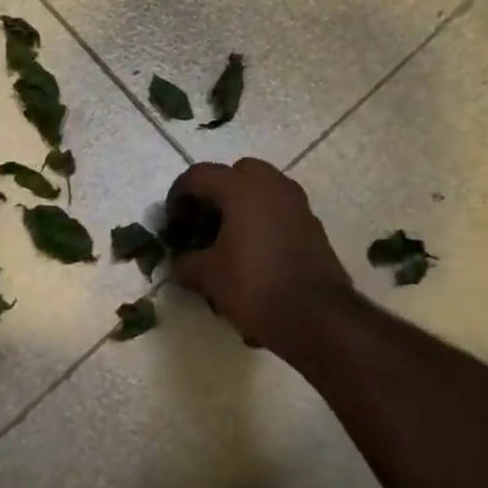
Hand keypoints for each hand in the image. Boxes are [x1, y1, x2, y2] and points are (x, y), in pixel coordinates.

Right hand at [166, 159, 351, 354]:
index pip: (199, 175)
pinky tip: (251, 249)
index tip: (172, 222)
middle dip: (215, 191)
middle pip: (236, 172)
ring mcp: (297, 204)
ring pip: (262, 188)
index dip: (178, 195)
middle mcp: (272, 186)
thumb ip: (185, 262)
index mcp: (242, 189)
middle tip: (202, 220)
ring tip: (226, 235)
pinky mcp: (312, 225)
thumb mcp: (207, 277)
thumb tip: (181, 261)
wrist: (315, 316)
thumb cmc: (254, 286)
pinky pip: (279, 208)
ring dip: (241, 203)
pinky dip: (261, 218)